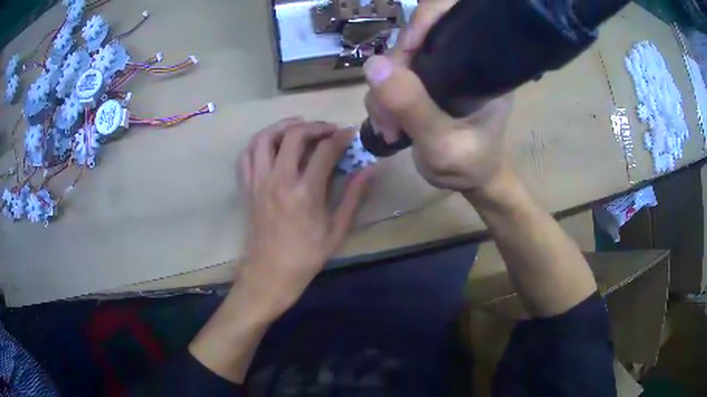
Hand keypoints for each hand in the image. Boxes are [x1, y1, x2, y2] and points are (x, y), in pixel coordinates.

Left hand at [237, 118, 373, 320]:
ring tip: (298, 126)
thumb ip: (354, 196)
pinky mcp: (246, 188)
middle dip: (314, 126)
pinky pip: (246, 155)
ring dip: (282, 126)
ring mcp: (258, 182)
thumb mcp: (337, 230)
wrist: (269, 274)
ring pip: (264, 138)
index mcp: (305, 193)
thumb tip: (371, 168)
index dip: (340, 137)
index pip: (324, 150)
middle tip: (327, 129)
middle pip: (293, 135)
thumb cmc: (306, 256)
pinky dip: (259, 143)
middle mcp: (278, 180)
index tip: (349, 133)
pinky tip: (272, 145)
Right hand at [363, 0, 512, 191]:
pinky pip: (391, 76)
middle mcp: (460, 58)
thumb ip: (412, 107)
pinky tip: (389, 125)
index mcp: (481, 65)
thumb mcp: (441, 144)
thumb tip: (373, 65)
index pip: (454, 17)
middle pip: (415, 38)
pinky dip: (382, 99)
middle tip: (389, 115)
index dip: (425, 20)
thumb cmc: (468, 165)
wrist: (469, 180)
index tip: (405, 50)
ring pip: (397, 59)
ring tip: (390, 129)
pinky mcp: (423, 81)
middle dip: (393, 71)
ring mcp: (439, 69)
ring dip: (383, 92)